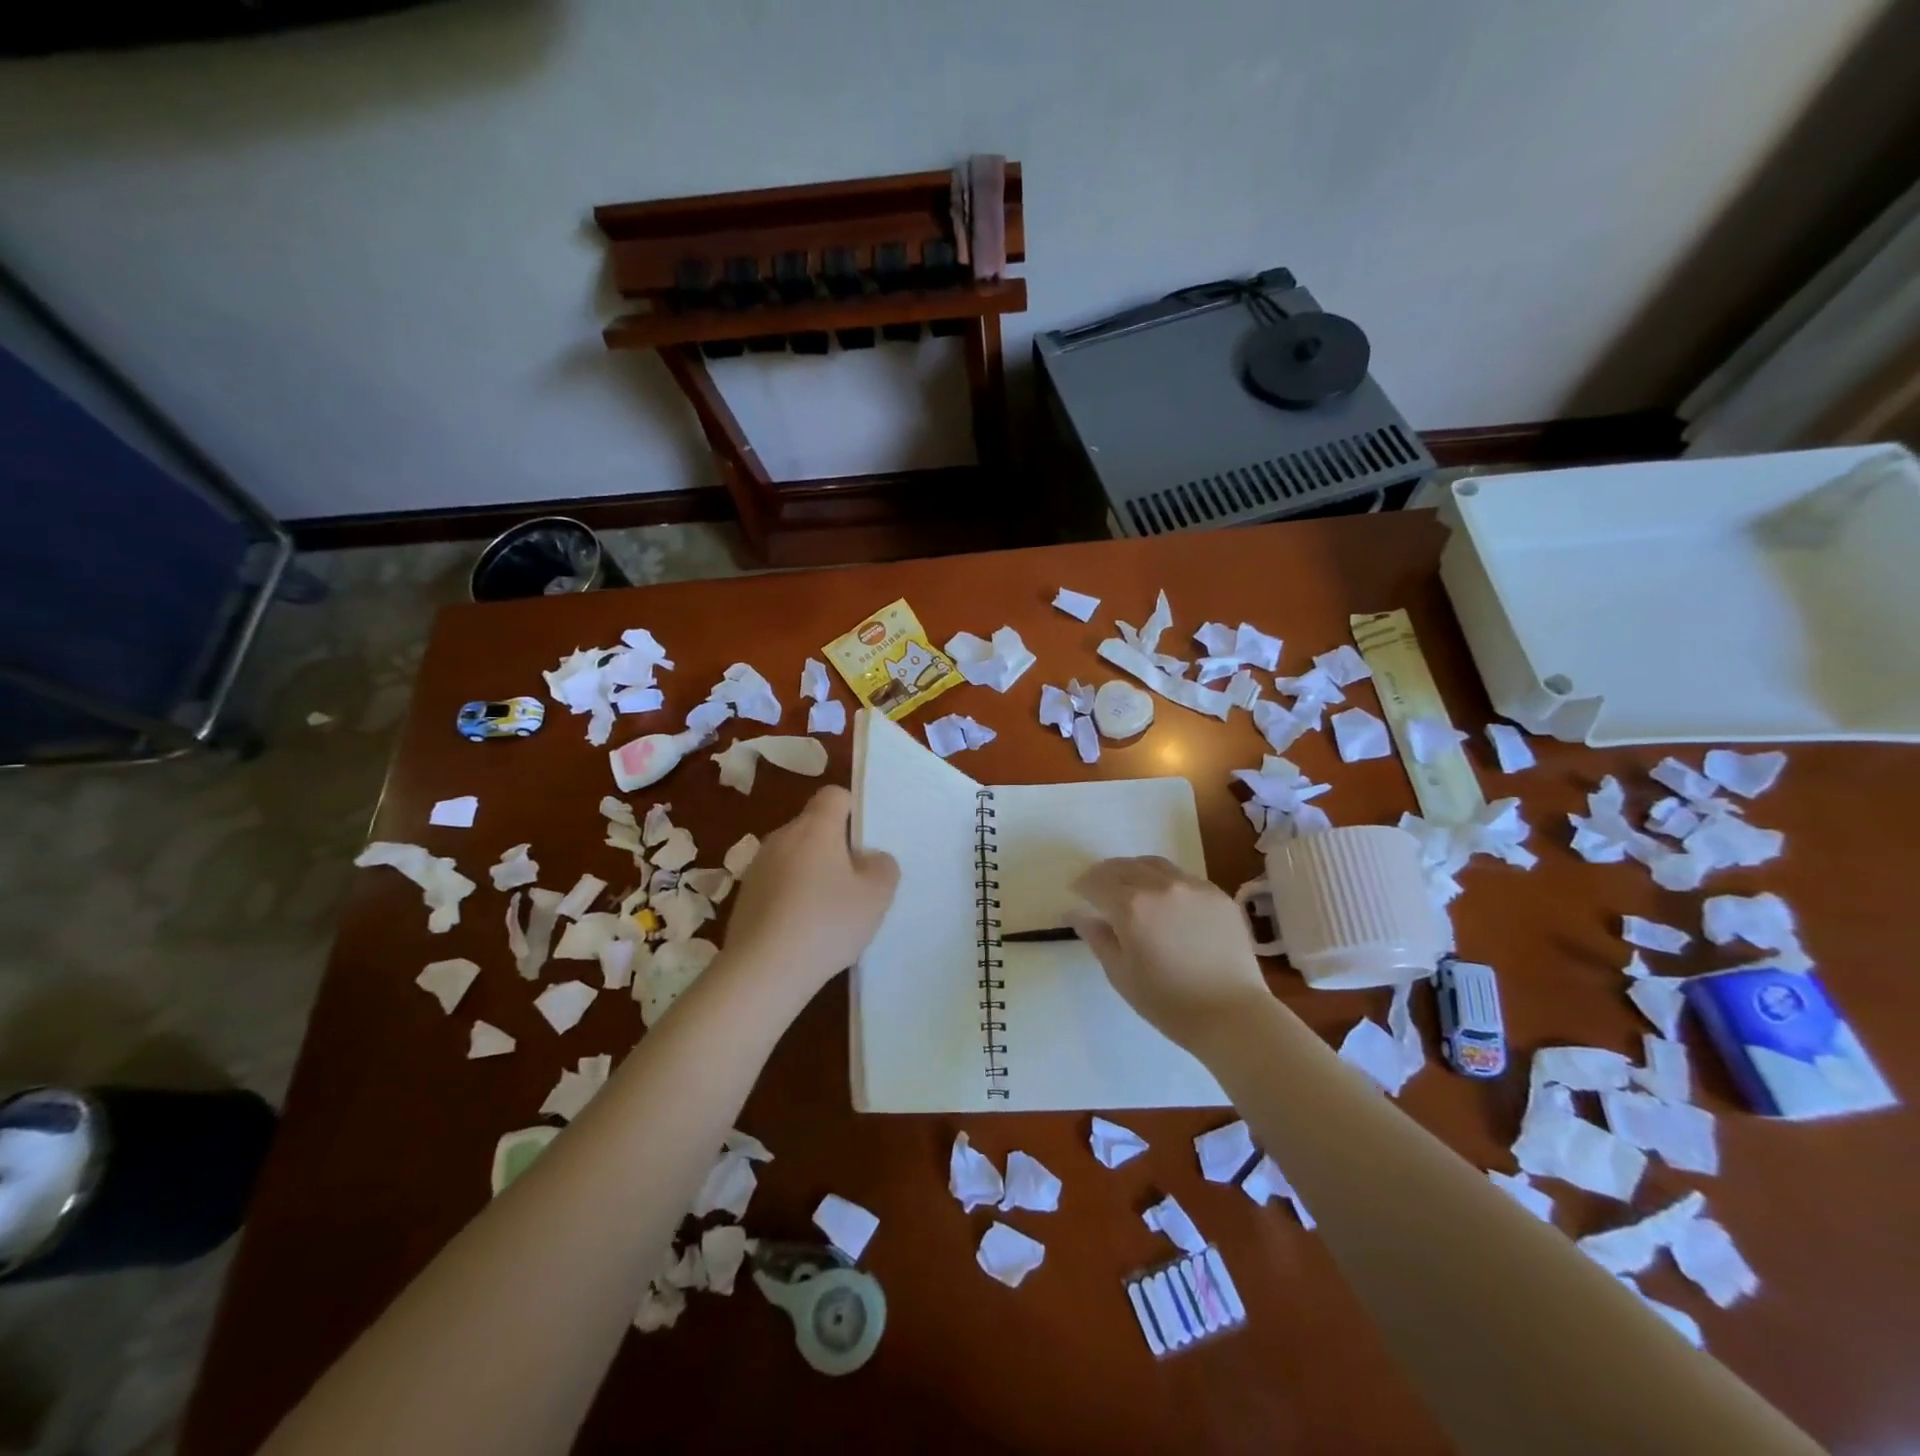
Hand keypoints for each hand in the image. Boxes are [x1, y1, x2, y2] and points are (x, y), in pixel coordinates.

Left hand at [720, 785, 899, 1000]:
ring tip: (830, 913)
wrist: (762, 971)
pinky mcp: (744, 897)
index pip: (834, 796)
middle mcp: (781, 838)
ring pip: (795, 858)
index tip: (866, 842)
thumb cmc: (826, 923)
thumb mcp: (876, 896)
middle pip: (814, 828)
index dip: (853, 810)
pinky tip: (804, 931)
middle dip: (836, 848)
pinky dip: (792, 898)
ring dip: (812, 875)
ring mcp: (757, 868)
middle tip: (856, 883)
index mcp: (814, 828)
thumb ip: (883, 867)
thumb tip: (871, 858)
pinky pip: (778, 885)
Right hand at [1070, 856, 1270, 1050]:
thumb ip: (1096, 937)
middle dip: (1104, 874)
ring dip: (1134, 871)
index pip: (1096, 881)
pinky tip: (1165, 901)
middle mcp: (1160, 886)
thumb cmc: (1168, 1002)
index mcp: (1131, 906)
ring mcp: (1192, 886)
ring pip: (1153, 865)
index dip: (1082, 885)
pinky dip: (1164, 881)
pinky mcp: (1217, 894)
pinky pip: (1182, 877)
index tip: (1076, 893)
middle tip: (1098, 889)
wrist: (1233, 1015)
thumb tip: (1076, 913)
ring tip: (1130, 888)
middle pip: (1123, 866)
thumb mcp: (1121, 974)